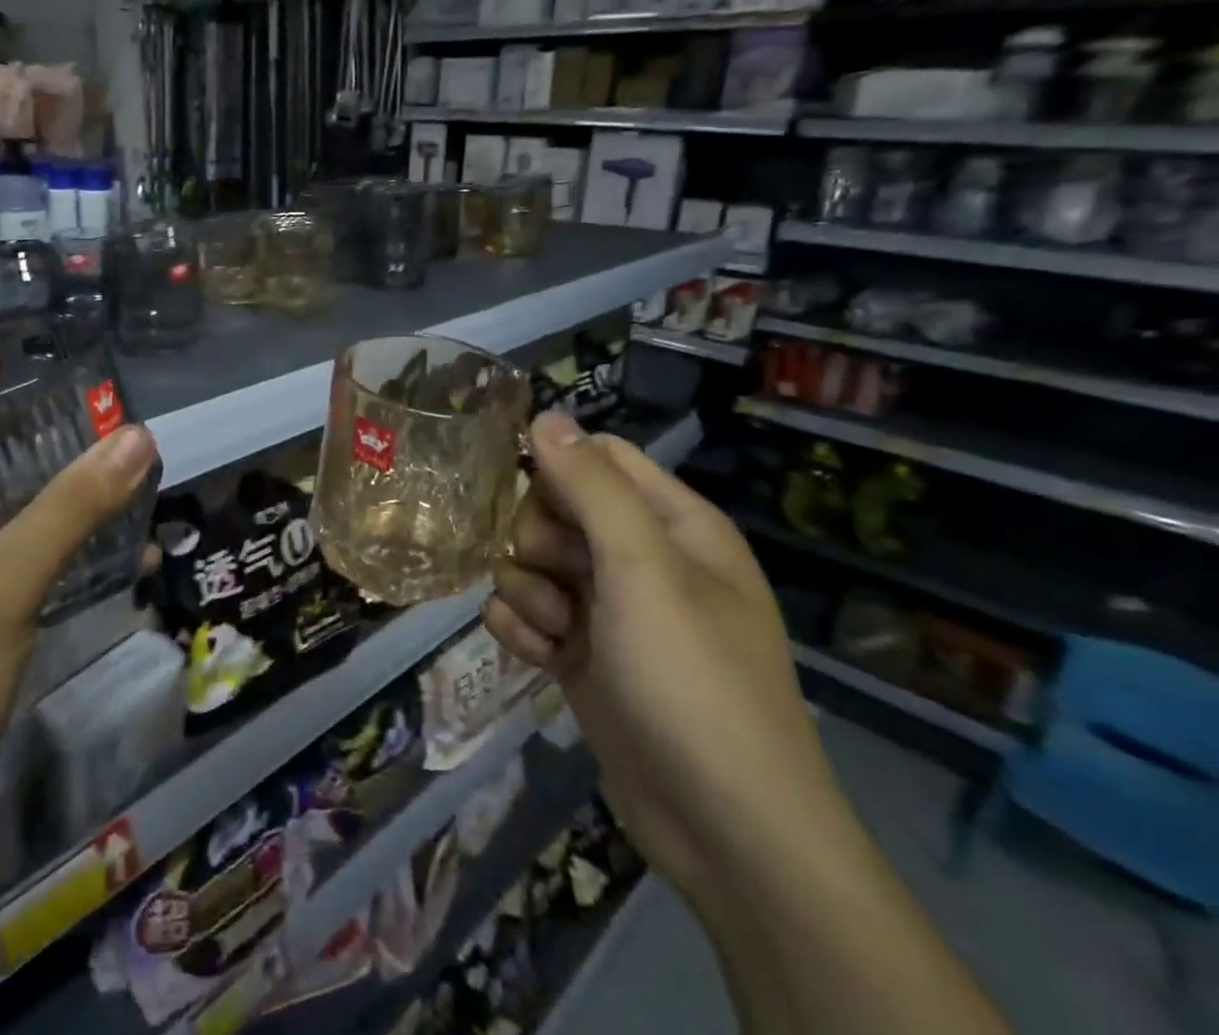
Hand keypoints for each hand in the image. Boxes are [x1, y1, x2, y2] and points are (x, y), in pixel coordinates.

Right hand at [483, 413, 849, 898]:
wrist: (721, 829)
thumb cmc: (692, 680)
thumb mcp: (643, 569)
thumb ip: (591, 486)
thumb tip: (544, 416)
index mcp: (672, 522)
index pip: (597, 456)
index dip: (557, 469)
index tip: (533, 499)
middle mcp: (639, 556)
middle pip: (552, 506)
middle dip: (536, 540)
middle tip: (559, 579)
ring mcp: (606, 607)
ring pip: (529, 560)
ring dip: (527, 593)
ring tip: (558, 636)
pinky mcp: (578, 652)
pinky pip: (524, 611)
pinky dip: (523, 631)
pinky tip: (543, 662)